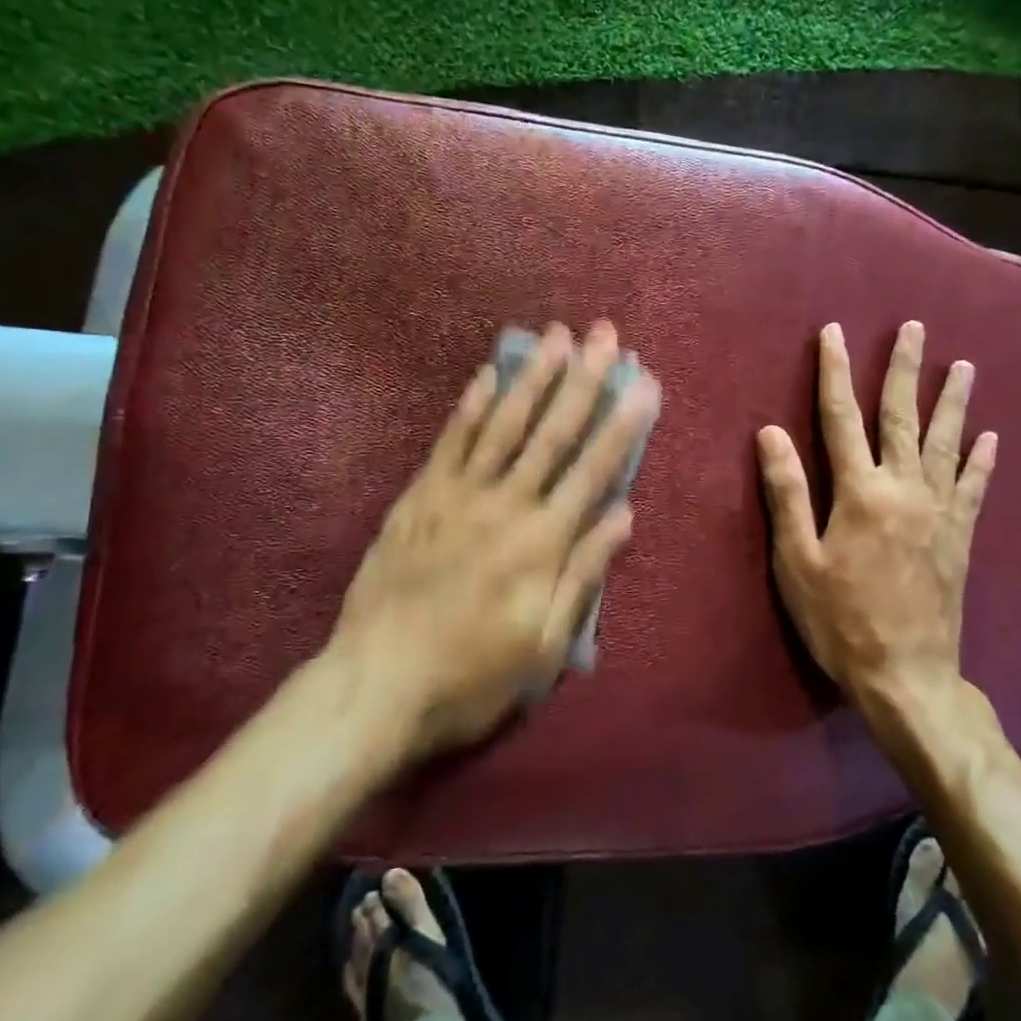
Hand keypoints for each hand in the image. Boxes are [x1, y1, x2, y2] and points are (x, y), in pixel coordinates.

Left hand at [328, 321, 660, 757]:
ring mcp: (457, 495)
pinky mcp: (419, 497)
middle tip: (604, 335)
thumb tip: (623, 515)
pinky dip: (470, 405)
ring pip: (503, 424)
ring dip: (533, 377)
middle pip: (552, 432)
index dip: (623, 423)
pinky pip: (449, 441)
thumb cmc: (472, 674)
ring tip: (555, 336)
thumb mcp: (545, 644)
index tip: (644, 383)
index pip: (594, 470)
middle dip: (584, 380)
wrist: (377, 685)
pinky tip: (488, 373)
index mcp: (542, 543)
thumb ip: (583, 574)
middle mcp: (506, 505)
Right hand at [756, 321, 996, 722]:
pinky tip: (990, 437)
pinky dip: (981, 460)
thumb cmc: (840, 620)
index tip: (834, 333)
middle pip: (902, 417)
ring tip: (963, 365)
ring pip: (946, 442)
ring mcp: (939, 511)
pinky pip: (974, 487)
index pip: (841, 418)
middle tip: (914, 328)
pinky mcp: (960, 536)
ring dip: (953, 401)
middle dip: (904, 369)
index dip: (835, 372)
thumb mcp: (798, 561)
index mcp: (860, 493)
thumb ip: (787, 493)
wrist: (907, 675)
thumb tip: (770, 433)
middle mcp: (904, 490)